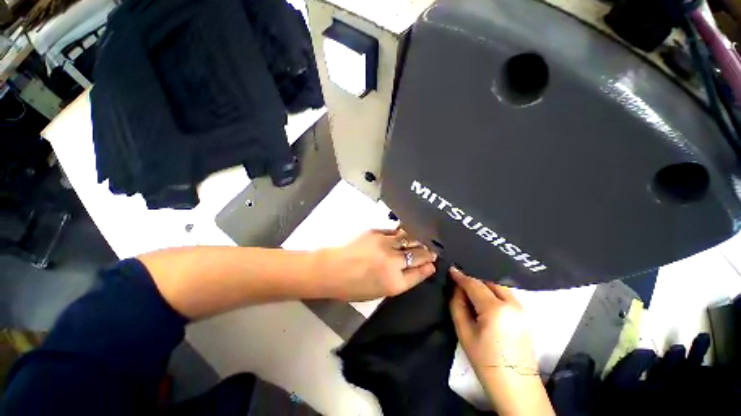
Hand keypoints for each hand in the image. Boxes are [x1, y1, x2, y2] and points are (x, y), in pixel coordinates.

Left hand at [317, 229, 436, 300]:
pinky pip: (396, 231)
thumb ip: (401, 281)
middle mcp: (393, 262)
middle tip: (433, 250)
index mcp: (394, 282)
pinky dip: (404, 233)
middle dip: (428, 253)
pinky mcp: (376, 233)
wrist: (330, 269)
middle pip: (418, 255)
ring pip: (410, 239)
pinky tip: (407, 233)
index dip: (428, 267)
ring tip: (424, 239)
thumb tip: (418, 269)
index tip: (433, 263)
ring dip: (419, 240)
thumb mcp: (379, 292)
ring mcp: (385, 245)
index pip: (419, 273)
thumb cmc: (352, 286)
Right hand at [450, 268, 553, 415]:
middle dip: (474, 278)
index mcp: (495, 309)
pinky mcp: (525, 314)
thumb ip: (458, 305)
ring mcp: (522, 309)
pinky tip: (484, 297)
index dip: (461, 276)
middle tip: (460, 280)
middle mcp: (512, 304)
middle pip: (489, 281)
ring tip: (470, 288)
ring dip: (484, 284)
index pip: (474, 284)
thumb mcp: (464, 333)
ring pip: (499, 286)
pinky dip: (493, 291)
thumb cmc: (486, 362)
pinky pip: (506, 294)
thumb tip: (456, 288)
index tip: (451, 269)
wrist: (516, 387)